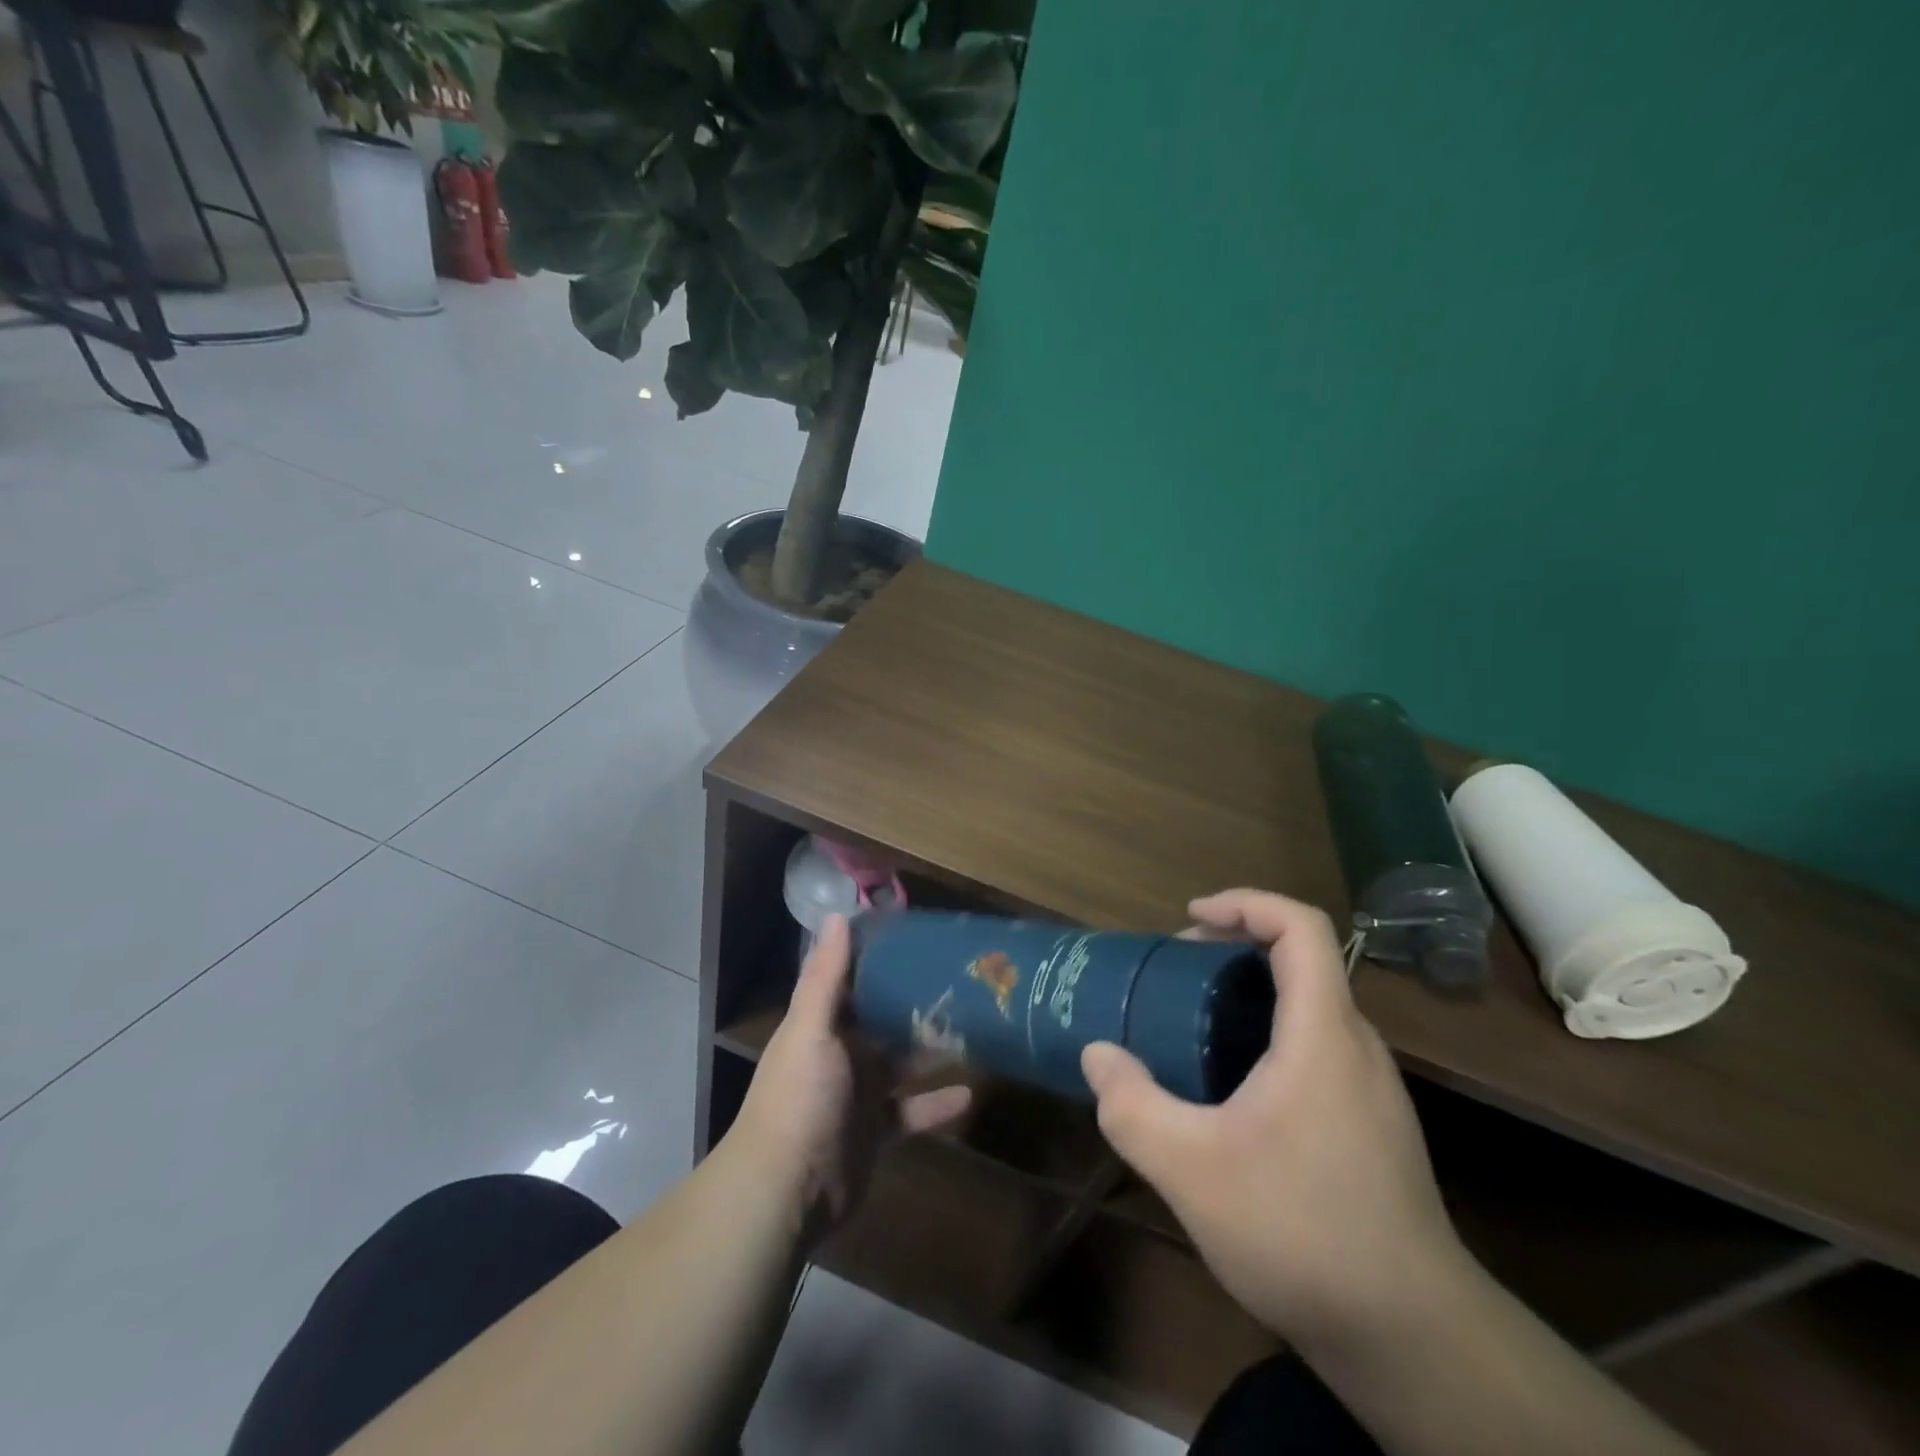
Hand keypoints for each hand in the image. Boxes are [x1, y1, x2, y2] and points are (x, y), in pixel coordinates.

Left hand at [732, 915, 971, 1240]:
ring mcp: (859, 1093)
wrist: (786, 1191)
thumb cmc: (800, 1099)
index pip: (851, 979)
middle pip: (882, 1018)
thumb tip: (836, 915)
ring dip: (931, 1048)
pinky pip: (913, 1110)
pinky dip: (937, 1103)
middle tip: (960, 979)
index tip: (916, 933)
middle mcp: (840, 1052)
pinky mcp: (876, 1130)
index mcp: (821, 1023)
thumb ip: (826, 977)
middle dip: (914, 1001)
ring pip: (902, 1061)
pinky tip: (971, 1093)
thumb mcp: (811, 1030)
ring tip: (975, 1027)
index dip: (878, 956)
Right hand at [1081, 889, 1467, 1351]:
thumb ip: (1132, 1106)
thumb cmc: (1301, 1232)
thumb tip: (1097, 1056)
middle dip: (1234, 951)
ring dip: (1249, 997)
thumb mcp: (1191, 1170)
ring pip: (1308, 1011)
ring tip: (1192, 1029)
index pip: (1301, 927)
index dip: (1245, 903)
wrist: (1412, 1341)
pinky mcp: (1372, 1128)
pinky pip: (1315, 1051)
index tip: (1190, 918)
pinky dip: (1267, 1040)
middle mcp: (1356, 1047)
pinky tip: (1231, 1096)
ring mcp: (1372, 1090)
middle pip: (1302, 963)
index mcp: (1322, 1034)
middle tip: (1176, 975)